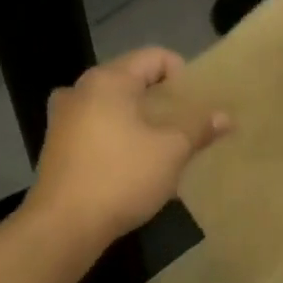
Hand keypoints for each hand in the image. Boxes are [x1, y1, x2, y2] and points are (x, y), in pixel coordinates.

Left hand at [27, 48, 228, 243]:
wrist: (64, 226)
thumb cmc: (122, 176)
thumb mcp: (171, 151)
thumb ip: (199, 128)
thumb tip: (225, 117)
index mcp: (108, 80)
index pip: (154, 57)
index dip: (183, 75)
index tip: (197, 105)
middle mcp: (80, 90)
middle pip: (132, 80)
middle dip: (162, 100)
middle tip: (186, 126)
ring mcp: (63, 119)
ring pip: (114, 107)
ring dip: (141, 121)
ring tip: (164, 147)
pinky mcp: (57, 147)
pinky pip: (97, 129)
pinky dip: (120, 138)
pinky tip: (135, 166)